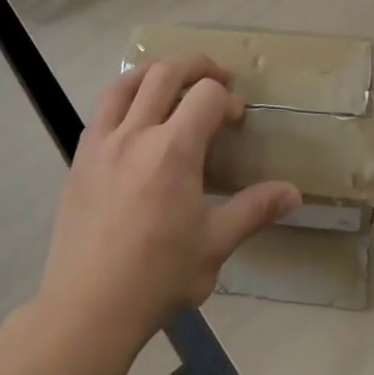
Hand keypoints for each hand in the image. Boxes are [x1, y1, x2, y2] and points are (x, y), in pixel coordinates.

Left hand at [35, 57, 300, 357]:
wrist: (88, 307)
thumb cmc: (158, 276)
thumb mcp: (215, 244)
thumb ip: (254, 210)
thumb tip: (293, 193)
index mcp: (174, 149)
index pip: (206, 95)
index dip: (227, 98)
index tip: (236, 118)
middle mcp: (136, 133)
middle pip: (165, 73)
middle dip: (196, 67)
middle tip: (215, 77)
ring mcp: (102, 143)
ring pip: (125, 83)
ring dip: (153, 72)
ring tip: (171, 80)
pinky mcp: (80, 159)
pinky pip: (101, 111)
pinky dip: (123, 98)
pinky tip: (133, 119)